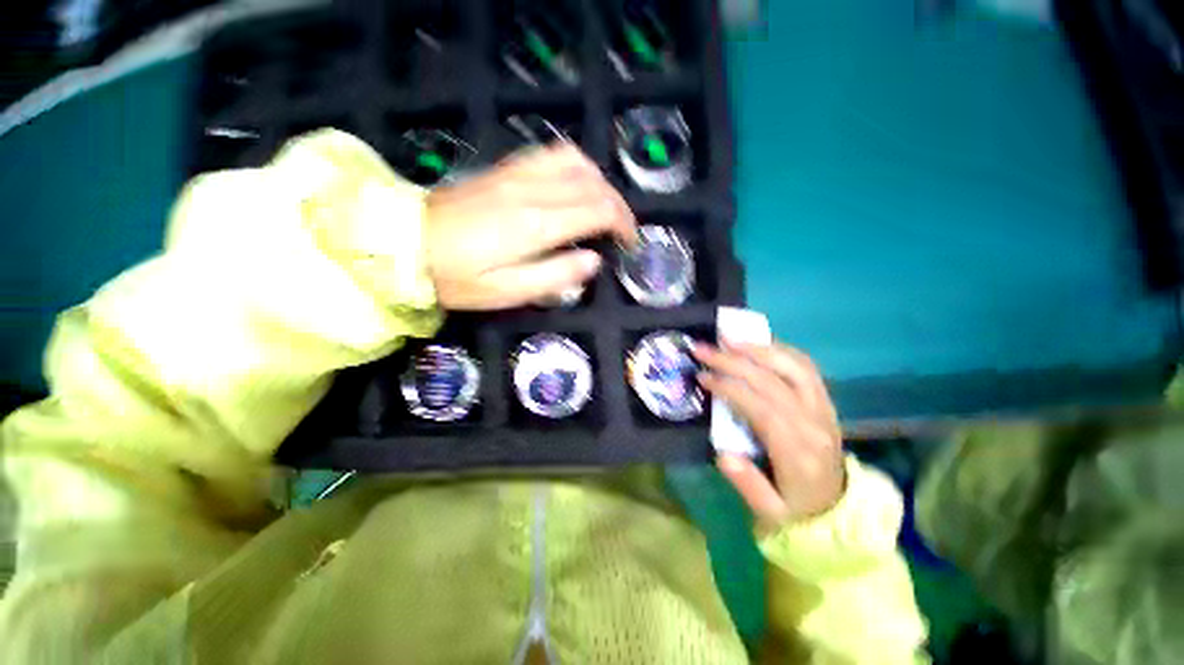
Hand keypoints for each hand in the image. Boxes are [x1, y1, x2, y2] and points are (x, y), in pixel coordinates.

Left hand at [424, 144, 636, 310]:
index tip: (628, 243)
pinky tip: (574, 184)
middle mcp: (532, 191)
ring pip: (576, 161)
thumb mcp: (508, 292)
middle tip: (622, 231)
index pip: (598, 210)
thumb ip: (556, 276)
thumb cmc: (457, 277)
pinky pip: (551, 154)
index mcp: (536, 224)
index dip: (622, 224)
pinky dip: (575, 166)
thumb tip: (593, 261)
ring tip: (603, 207)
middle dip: (618, 206)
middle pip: (593, 184)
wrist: (404, 244)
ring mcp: (517, 174)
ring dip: (599, 182)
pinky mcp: (505, 170)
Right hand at [693, 342, 845, 526]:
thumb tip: (724, 454)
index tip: (702, 376)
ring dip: (758, 349)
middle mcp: (813, 423)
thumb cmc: (796, 509)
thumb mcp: (769, 512)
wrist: (837, 509)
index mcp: (797, 452)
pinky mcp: (826, 401)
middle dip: (732, 360)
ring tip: (729, 339)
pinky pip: (806, 368)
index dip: (728, 387)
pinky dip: (781, 351)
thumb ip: (747, 484)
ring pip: (793, 367)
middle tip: (703, 348)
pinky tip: (759, 346)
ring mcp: (824, 409)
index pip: (760, 407)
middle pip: (771, 381)